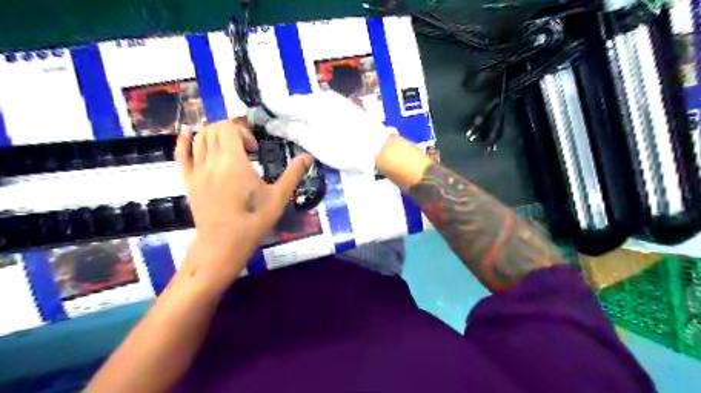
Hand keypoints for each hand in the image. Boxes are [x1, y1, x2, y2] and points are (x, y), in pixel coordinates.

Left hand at [174, 120, 310, 281]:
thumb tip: (308, 157)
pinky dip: (184, 140)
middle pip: (214, 130)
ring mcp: (197, 171)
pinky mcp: (188, 181)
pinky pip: (181, 154)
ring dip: (213, 133)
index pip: (230, 129)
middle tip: (244, 147)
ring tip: (226, 145)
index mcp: (234, 163)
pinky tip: (189, 133)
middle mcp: (212, 162)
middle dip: (231, 131)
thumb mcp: (279, 197)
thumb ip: (293, 174)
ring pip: (199, 138)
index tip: (255, 150)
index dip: (244, 132)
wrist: (224, 243)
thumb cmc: (254, 220)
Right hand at [250, 91, 393, 172]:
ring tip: (293, 131)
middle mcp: (322, 97)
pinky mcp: (343, 108)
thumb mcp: (314, 142)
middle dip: (284, 114)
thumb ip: (292, 130)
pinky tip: (312, 128)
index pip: (283, 102)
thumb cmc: (343, 147)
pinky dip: (311, 118)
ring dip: (298, 116)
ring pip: (308, 106)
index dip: (270, 111)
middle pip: (296, 103)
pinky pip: (320, 109)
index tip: (260, 119)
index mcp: (312, 104)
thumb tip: (272, 123)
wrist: (377, 148)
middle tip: (276, 129)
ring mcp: (334, 102)